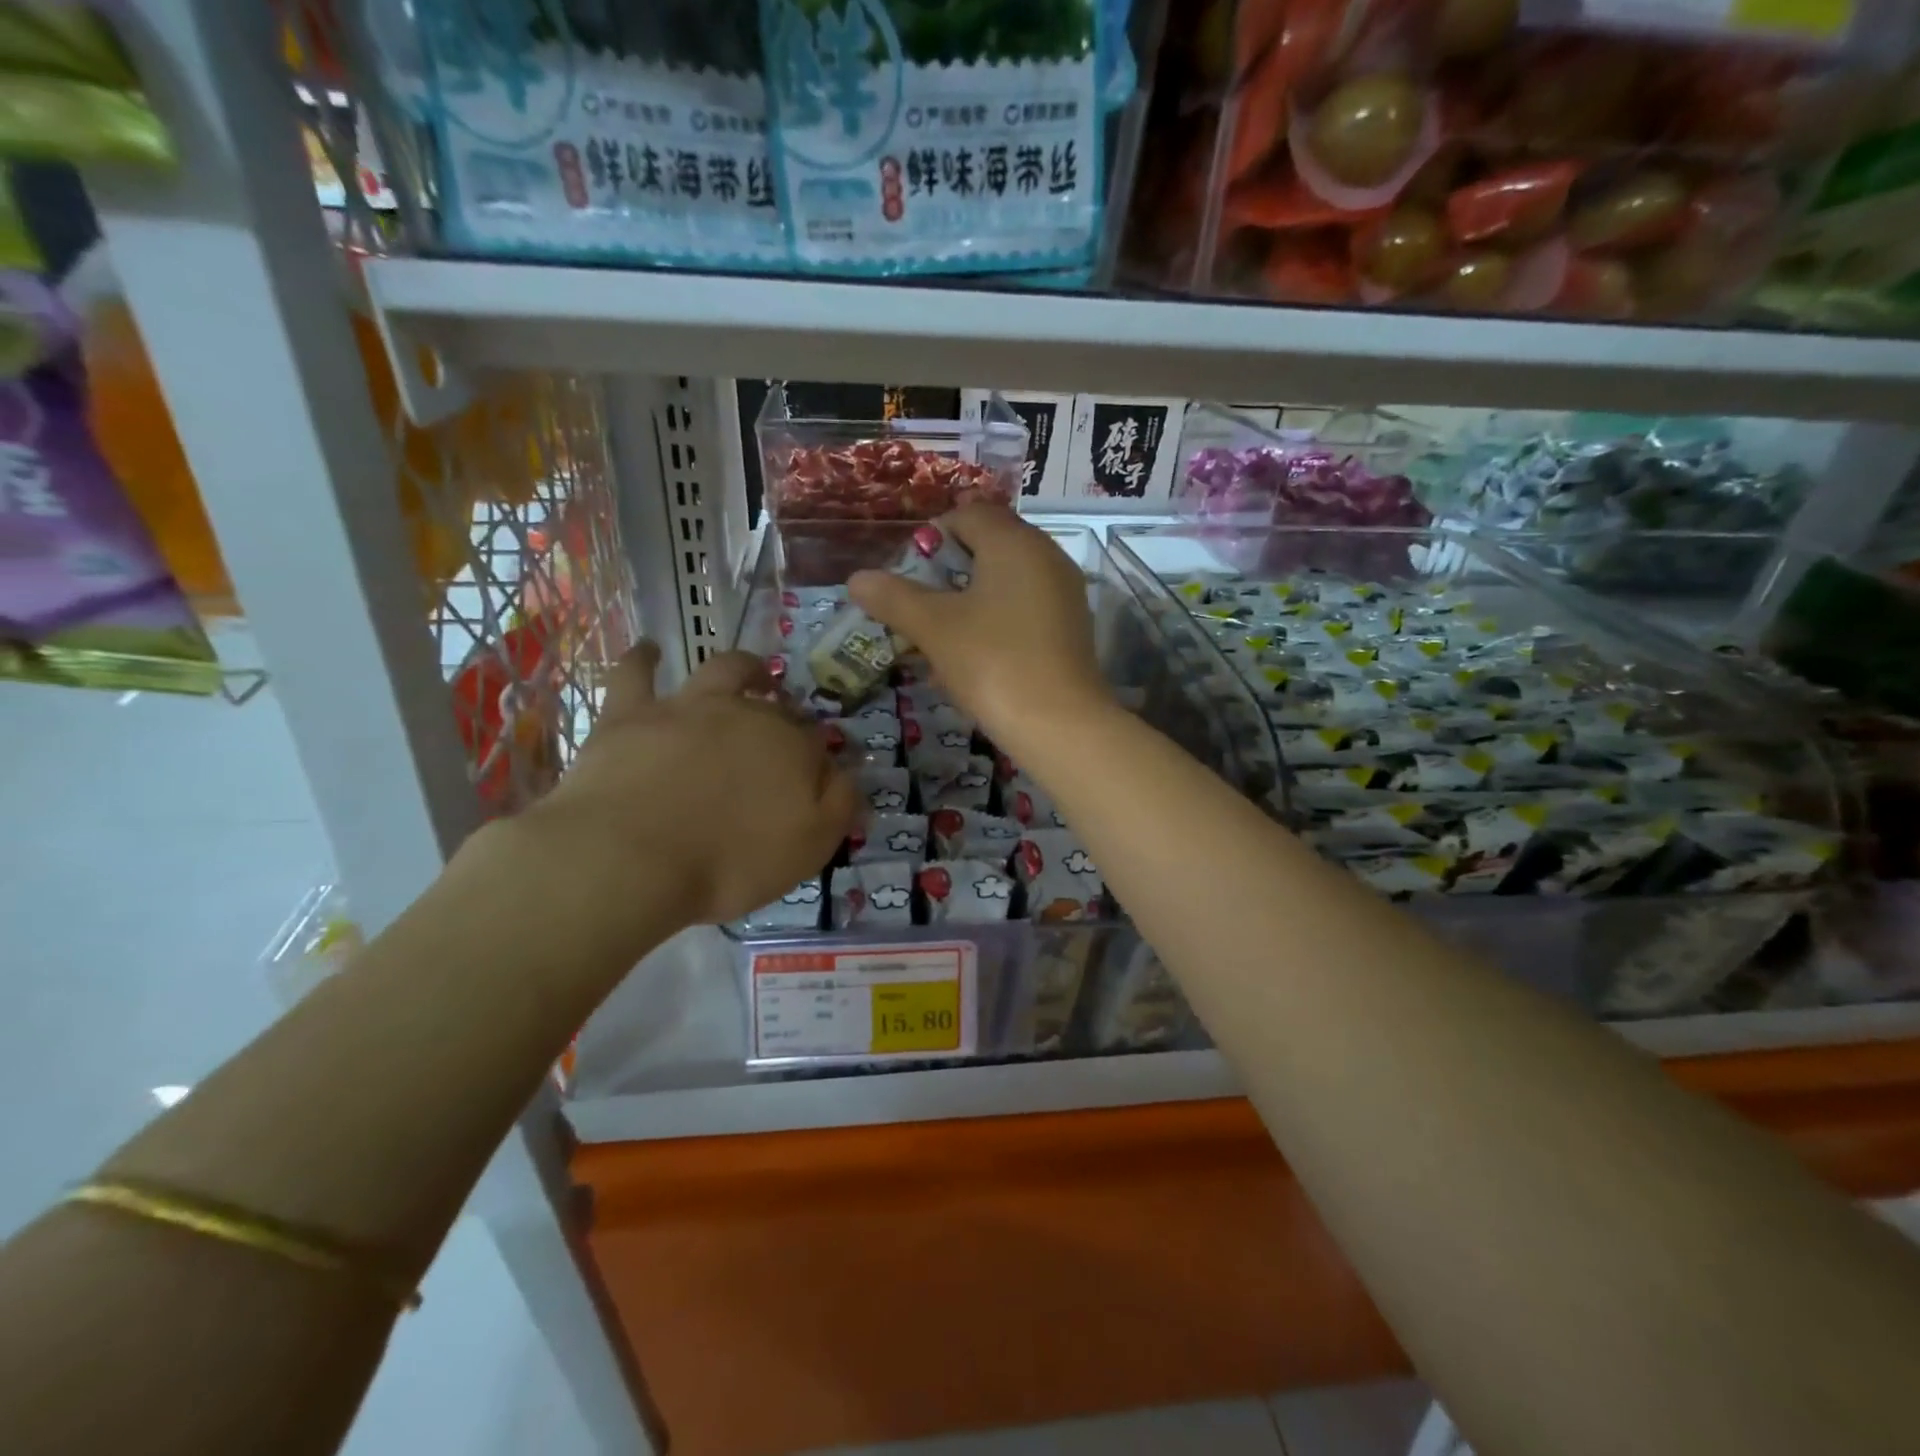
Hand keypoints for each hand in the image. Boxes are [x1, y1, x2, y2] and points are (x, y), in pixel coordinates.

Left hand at [517, 643, 860, 936]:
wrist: (632, 859)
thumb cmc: (731, 862)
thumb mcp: (810, 847)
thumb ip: (840, 804)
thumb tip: (848, 772)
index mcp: (792, 748)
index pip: (818, 743)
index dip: (819, 758)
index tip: (816, 779)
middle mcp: (747, 715)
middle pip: (777, 708)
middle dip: (788, 716)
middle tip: (784, 737)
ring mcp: (687, 707)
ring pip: (724, 671)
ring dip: (743, 668)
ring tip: (751, 673)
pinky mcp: (631, 714)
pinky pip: (635, 673)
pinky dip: (644, 658)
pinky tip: (650, 650)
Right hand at [848, 503, 1112, 749]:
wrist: (1061, 727)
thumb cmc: (993, 663)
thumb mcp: (934, 628)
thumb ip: (894, 598)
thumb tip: (857, 579)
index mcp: (1014, 542)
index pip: (968, 514)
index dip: (931, 537)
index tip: (908, 575)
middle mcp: (1046, 557)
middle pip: (988, 547)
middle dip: (947, 574)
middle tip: (919, 607)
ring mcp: (1063, 595)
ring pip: (1005, 583)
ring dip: (968, 603)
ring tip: (939, 639)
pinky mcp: (1070, 630)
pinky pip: (1023, 611)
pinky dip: (995, 624)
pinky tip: (974, 660)